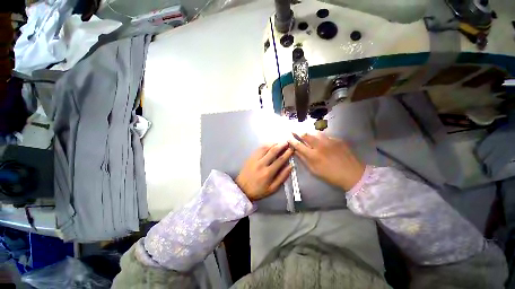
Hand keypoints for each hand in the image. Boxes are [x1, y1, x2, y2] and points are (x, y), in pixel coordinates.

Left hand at [236, 143, 293, 200]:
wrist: (242, 189)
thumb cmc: (258, 190)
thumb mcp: (272, 188)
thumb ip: (282, 177)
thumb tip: (290, 166)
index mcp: (268, 173)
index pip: (280, 160)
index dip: (287, 153)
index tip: (292, 149)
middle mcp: (261, 164)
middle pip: (273, 151)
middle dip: (281, 145)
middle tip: (287, 142)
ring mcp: (254, 159)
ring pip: (265, 147)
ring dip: (274, 143)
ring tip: (280, 142)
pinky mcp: (250, 157)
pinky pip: (259, 148)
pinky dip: (266, 145)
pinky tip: (270, 144)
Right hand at [288, 133, 364, 190]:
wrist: (353, 174)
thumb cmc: (331, 175)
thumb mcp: (314, 170)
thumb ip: (304, 159)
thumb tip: (296, 151)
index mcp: (313, 155)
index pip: (298, 145)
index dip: (292, 140)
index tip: (288, 137)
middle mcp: (320, 146)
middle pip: (306, 135)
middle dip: (297, 131)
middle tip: (293, 129)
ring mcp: (329, 141)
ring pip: (315, 132)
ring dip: (308, 132)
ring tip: (305, 132)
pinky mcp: (337, 139)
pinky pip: (325, 135)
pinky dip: (320, 136)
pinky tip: (320, 139)